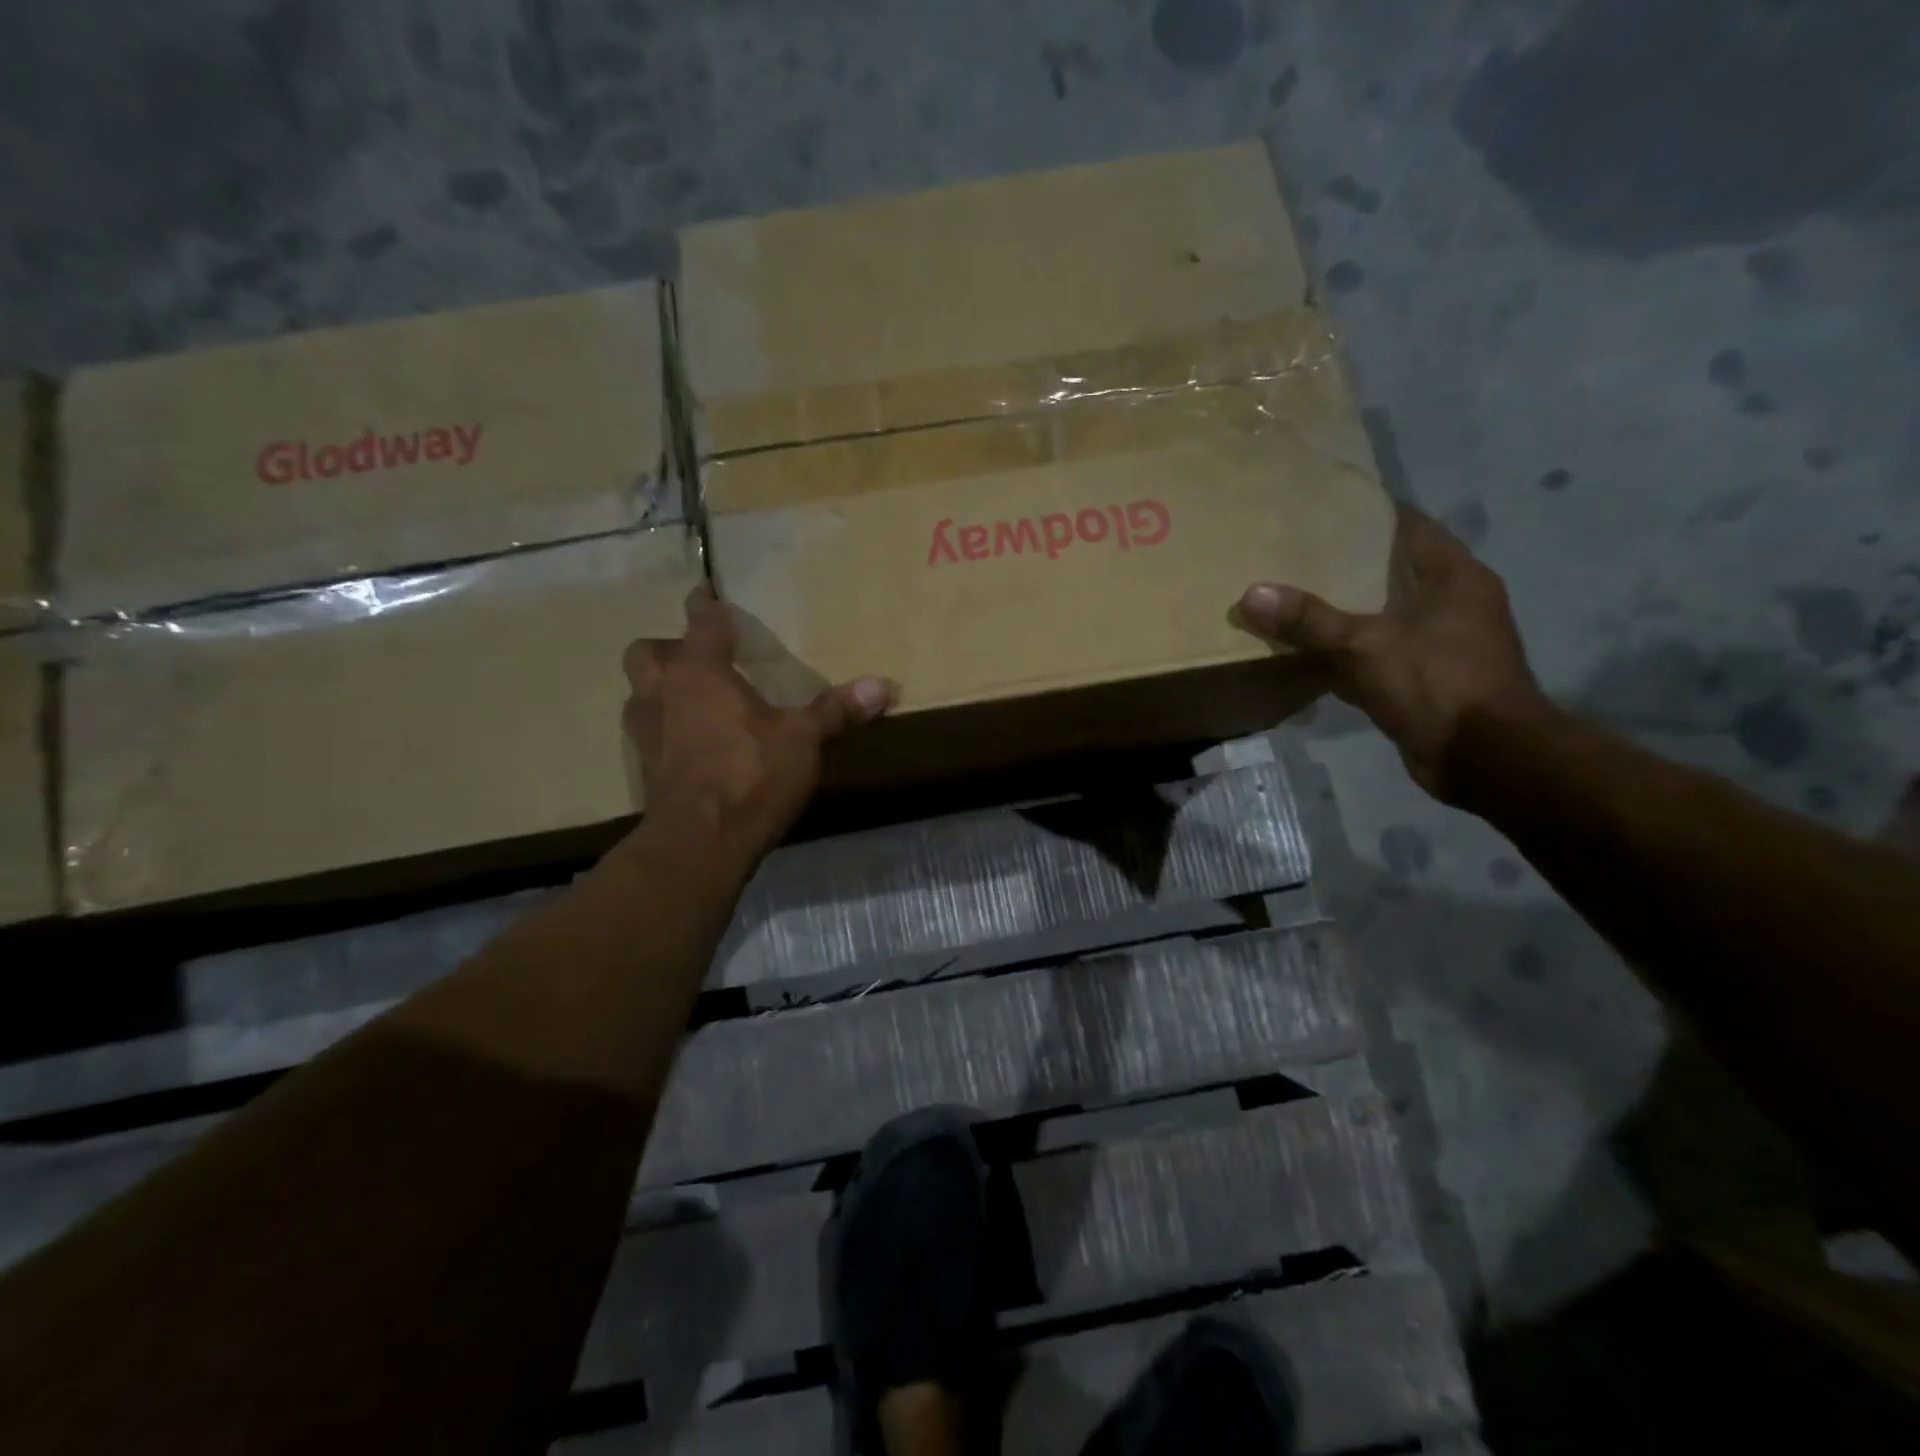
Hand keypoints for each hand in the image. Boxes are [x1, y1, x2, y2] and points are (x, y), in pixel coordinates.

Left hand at [622, 586, 893, 860]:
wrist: (700, 842)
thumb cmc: (750, 775)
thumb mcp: (802, 740)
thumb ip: (836, 711)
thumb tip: (883, 686)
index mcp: (700, 672)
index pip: (700, 622)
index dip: (705, 604)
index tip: (706, 590)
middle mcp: (663, 692)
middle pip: (647, 653)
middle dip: (668, 648)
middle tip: (697, 659)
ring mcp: (645, 732)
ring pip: (639, 693)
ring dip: (659, 690)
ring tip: (690, 700)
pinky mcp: (643, 769)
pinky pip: (646, 734)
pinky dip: (663, 730)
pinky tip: (689, 746)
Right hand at [1235, 506, 1549, 802]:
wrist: (1485, 758)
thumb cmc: (1437, 684)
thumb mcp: (1365, 646)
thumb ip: (1309, 620)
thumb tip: (1251, 593)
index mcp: (1455, 577)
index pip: (1411, 527)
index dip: (1369, 515)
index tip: (1324, 510)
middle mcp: (1455, 602)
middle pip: (1395, 570)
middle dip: (1349, 564)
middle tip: (1296, 555)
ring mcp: (1444, 643)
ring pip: (1386, 614)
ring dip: (1348, 611)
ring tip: (1296, 598)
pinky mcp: (1429, 679)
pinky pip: (1381, 653)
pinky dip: (1351, 651)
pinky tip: (1312, 653)